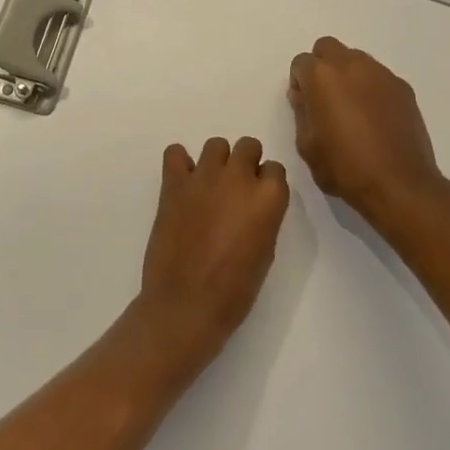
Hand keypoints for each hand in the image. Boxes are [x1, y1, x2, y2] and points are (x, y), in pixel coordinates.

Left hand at [132, 137, 289, 375]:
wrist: (186, 304)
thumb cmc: (234, 290)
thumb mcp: (265, 251)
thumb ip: (263, 217)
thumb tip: (252, 205)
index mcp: (269, 197)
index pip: (275, 169)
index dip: (266, 183)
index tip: (257, 200)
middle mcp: (239, 178)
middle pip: (248, 146)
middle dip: (245, 163)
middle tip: (235, 191)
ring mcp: (204, 177)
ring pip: (216, 145)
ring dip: (217, 161)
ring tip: (209, 187)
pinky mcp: (174, 183)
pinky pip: (175, 153)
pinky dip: (180, 162)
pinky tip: (182, 183)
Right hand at [288, 36, 445, 221]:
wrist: (399, 184)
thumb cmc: (344, 168)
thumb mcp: (306, 145)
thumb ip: (301, 112)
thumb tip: (303, 95)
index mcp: (322, 77)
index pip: (301, 62)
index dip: (299, 82)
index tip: (304, 105)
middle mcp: (352, 65)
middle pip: (328, 48)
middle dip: (322, 66)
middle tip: (324, 98)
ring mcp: (381, 74)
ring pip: (356, 59)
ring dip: (347, 74)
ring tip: (351, 109)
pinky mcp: (403, 88)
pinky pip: (379, 77)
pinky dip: (371, 88)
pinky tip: (374, 118)